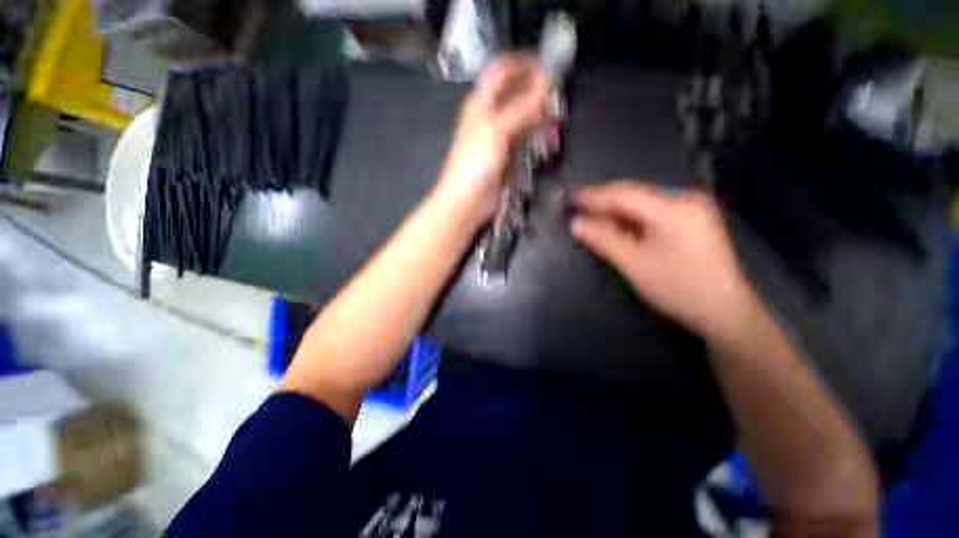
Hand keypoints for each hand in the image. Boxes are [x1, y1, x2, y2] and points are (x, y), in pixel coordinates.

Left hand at [434, 54, 548, 222]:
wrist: (466, 201)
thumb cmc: (476, 163)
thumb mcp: (497, 130)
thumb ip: (522, 107)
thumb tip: (548, 81)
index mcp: (481, 103)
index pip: (502, 71)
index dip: (524, 65)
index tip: (549, 69)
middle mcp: (490, 116)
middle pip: (516, 95)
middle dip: (537, 94)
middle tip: (558, 102)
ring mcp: (499, 138)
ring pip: (524, 119)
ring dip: (540, 119)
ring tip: (555, 127)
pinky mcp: (506, 156)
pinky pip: (525, 141)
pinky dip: (537, 139)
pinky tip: (548, 143)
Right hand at [570, 181, 755, 339]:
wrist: (725, 312)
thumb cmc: (678, 289)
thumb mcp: (634, 265)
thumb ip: (603, 240)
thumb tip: (576, 223)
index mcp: (673, 208)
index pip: (623, 195)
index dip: (593, 196)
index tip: (569, 196)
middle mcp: (685, 199)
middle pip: (633, 194)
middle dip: (602, 200)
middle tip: (575, 204)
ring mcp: (691, 208)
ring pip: (641, 202)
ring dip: (614, 209)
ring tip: (589, 213)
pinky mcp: (691, 219)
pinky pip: (652, 211)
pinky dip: (630, 217)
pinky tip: (615, 222)